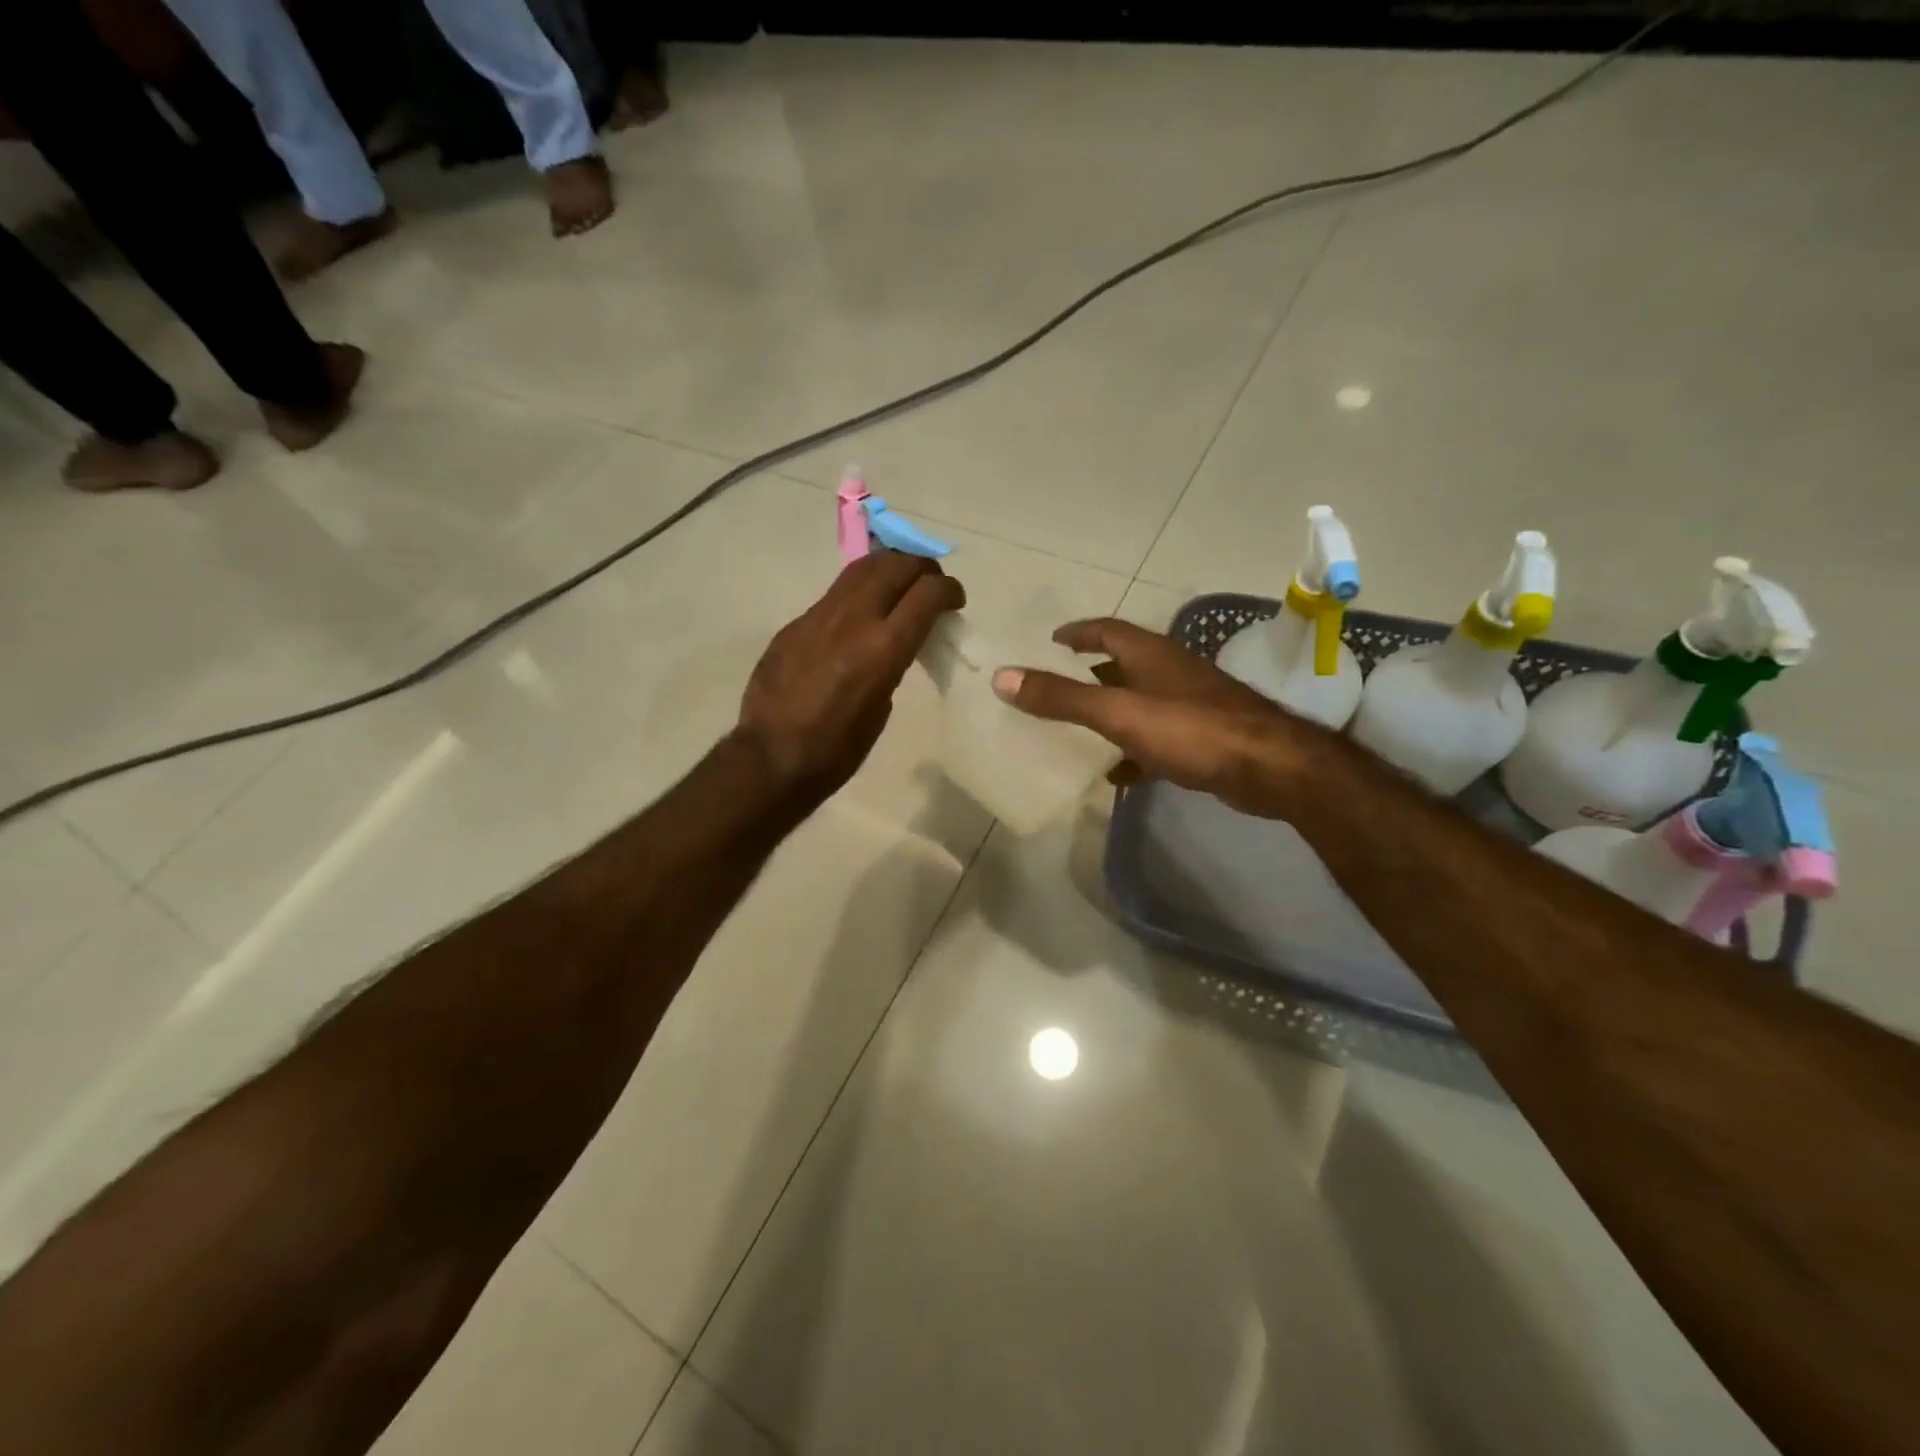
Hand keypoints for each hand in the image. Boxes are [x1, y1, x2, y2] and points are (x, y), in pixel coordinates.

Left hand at [738, 552, 964, 807]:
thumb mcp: (881, 707)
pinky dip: (859, 593)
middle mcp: (854, 619)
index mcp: (883, 648)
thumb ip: (891, 664)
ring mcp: (819, 616)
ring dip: (890, 569)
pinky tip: (859, 617)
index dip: (949, 590)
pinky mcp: (795, 623)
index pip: (927, 593)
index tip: (954, 601)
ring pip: (863, 568)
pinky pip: (835, 594)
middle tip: (930, 586)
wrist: (771, 757)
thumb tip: (891, 644)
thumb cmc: (837, 749)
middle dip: (922, 569)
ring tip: (899, 586)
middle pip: (896, 565)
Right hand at [990, 617, 1318, 815]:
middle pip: (1124, 663)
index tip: (1052, 640)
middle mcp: (1171, 671)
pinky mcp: (1204, 737)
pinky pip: (1157, 736)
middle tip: (1058, 684)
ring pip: (1140, 700)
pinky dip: (1133, 748)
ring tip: (1079, 729)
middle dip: (1091, 671)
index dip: (1077, 632)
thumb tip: (1003, 678)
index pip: (1106, 630)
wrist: (1270, 766)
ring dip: (1111, 710)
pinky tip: (1117, 773)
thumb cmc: (1190, 729)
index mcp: (1150, 654)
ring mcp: (1191, 703)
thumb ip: (1061, 697)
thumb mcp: (1118, 712)